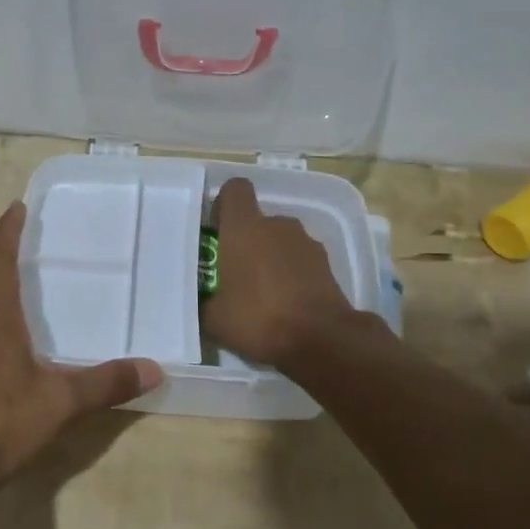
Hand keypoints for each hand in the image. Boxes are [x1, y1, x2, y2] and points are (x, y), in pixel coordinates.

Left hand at [0, 202, 162, 503]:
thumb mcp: (60, 403)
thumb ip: (106, 384)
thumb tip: (154, 368)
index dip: (7, 232)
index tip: (16, 206)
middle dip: (12, 262)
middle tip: (41, 247)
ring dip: (9, 298)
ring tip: (38, 295)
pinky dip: (6, 331)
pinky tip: (25, 351)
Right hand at [200, 178, 353, 367]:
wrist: (320, 339)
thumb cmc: (258, 318)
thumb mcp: (213, 318)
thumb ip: (204, 299)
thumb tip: (203, 298)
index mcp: (244, 228)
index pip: (235, 189)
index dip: (224, 205)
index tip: (217, 231)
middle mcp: (277, 225)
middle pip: (258, 220)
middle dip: (246, 241)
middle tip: (235, 274)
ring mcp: (306, 242)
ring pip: (280, 241)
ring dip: (270, 258)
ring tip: (263, 294)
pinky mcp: (326, 263)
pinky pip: (299, 260)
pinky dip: (292, 274)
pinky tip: (286, 304)